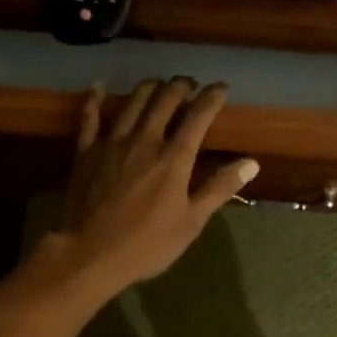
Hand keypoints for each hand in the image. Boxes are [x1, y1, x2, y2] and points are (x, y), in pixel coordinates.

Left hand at [50, 78, 258, 293]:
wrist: (90, 254)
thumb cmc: (147, 243)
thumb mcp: (192, 222)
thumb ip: (220, 188)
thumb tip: (251, 163)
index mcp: (173, 158)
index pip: (198, 117)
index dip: (212, 98)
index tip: (222, 88)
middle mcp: (144, 140)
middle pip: (164, 101)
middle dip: (180, 87)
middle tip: (189, 84)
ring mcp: (112, 143)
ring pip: (132, 103)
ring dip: (148, 88)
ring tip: (157, 83)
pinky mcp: (86, 152)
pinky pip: (89, 118)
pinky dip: (94, 99)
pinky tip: (98, 86)